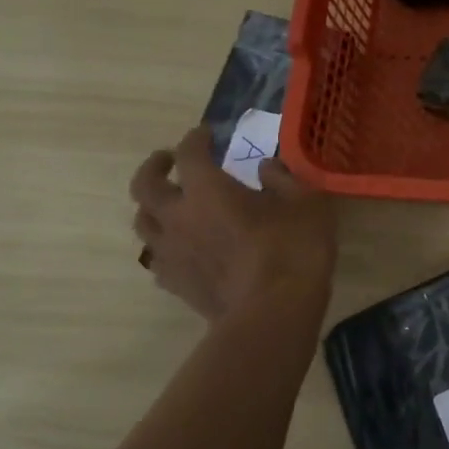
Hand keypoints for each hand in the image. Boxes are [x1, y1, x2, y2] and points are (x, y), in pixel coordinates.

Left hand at [129, 127, 336, 320]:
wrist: (273, 313)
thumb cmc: (293, 249)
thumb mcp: (305, 202)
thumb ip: (283, 178)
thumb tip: (266, 167)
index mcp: (207, 189)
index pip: (189, 153)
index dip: (196, 139)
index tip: (208, 134)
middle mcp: (178, 217)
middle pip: (144, 186)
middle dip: (154, 168)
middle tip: (168, 161)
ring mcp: (172, 253)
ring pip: (143, 223)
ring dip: (153, 208)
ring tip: (170, 205)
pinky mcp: (176, 284)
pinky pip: (157, 258)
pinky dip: (165, 246)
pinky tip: (183, 248)